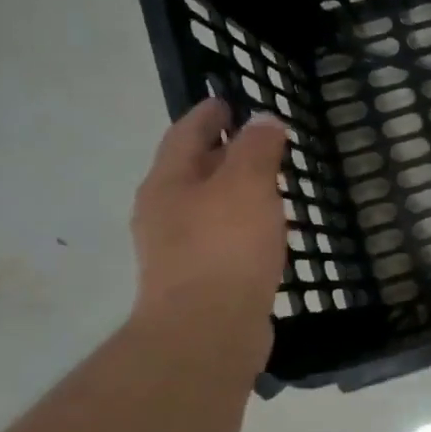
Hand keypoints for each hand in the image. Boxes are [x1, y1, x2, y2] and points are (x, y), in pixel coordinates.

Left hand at [130, 99, 288, 348]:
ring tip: (266, 186)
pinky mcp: (199, 281)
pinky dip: (241, 225)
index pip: (185, 134)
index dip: (207, 115)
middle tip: (255, 142)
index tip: (227, 100)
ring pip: (206, 207)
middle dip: (220, 153)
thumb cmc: (225, 247)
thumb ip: (256, 149)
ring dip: (232, 192)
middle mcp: (164, 213)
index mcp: (167, 183)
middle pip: (191, 171)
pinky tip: (265, 234)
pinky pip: (220, 239)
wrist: (208, 331)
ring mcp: (177, 251)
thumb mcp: (247, 185)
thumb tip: (263, 120)